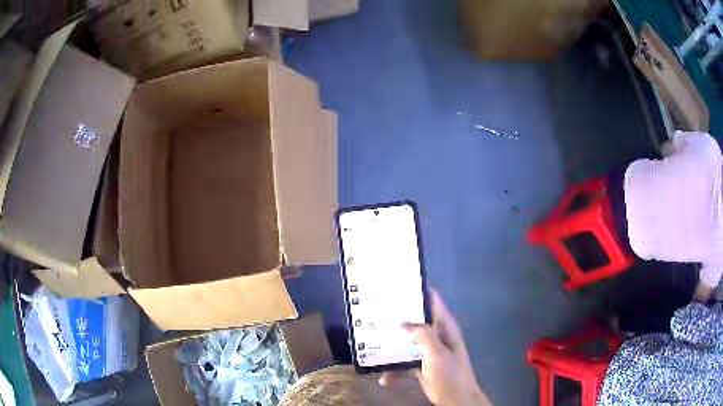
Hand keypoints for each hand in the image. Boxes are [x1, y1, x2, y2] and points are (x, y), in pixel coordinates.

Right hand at [380, 289, 491, 405]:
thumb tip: (403, 322)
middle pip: (416, 320)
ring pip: (408, 340)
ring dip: (393, 344)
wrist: (456, 400)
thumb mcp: (437, 354)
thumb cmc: (450, 375)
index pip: (432, 301)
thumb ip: (423, 335)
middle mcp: (436, 335)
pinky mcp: (421, 364)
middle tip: (376, 311)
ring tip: (372, 343)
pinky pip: (404, 360)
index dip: (418, 290)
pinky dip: (395, 368)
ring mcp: (428, 350)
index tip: (397, 283)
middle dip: (399, 317)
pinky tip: (385, 378)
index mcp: (444, 327)